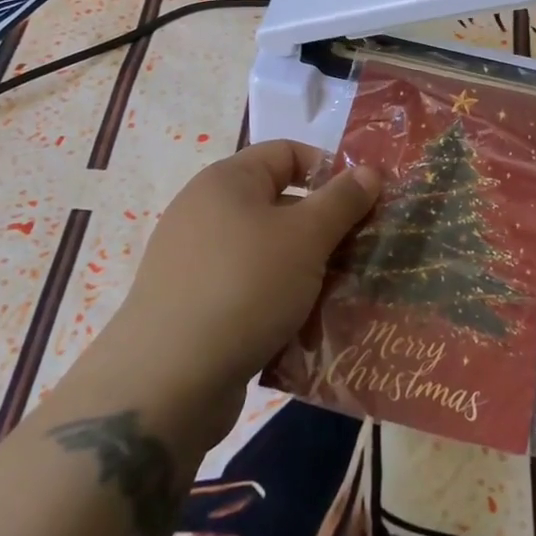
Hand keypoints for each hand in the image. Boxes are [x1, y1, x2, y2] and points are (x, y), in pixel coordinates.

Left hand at [88, 141, 378, 446]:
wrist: (166, 382)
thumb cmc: (245, 286)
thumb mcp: (306, 237)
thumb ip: (342, 200)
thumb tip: (368, 171)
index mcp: (228, 180)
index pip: (288, 152)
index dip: (329, 170)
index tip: (363, 202)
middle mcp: (206, 211)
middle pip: (280, 203)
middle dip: (324, 227)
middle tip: (360, 253)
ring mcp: (195, 261)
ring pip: (268, 251)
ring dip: (306, 270)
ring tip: (340, 294)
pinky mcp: (193, 306)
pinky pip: (248, 289)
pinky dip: (277, 301)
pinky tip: (304, 327)